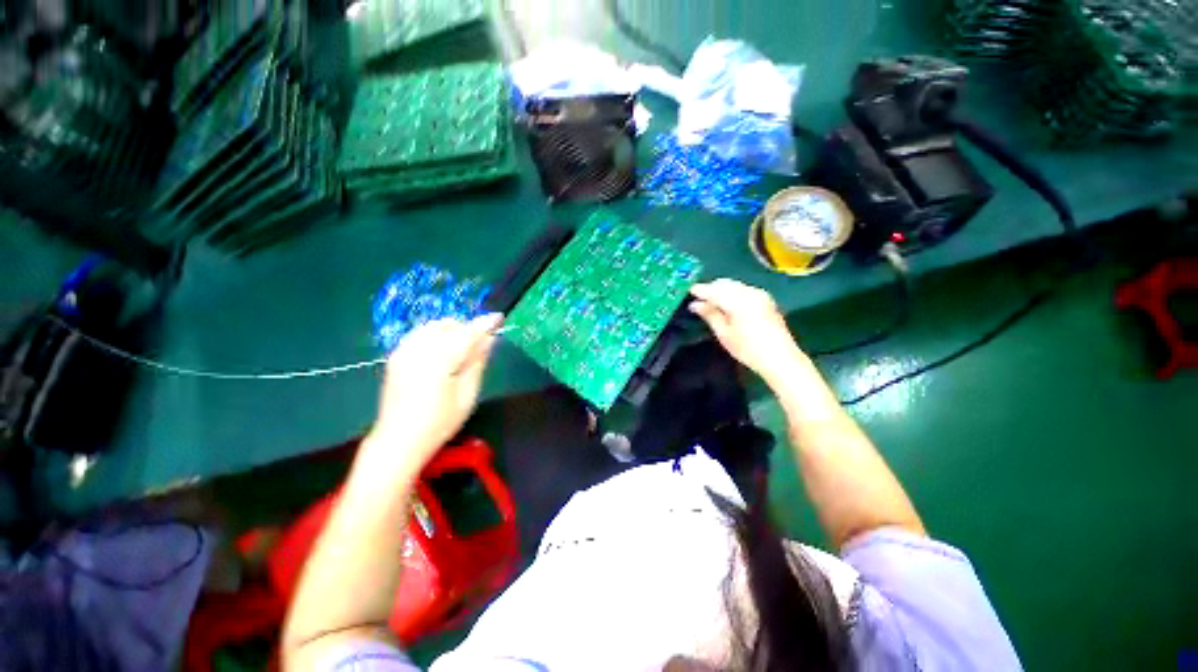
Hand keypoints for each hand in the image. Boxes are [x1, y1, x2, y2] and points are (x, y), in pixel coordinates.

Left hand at [366, 314, 502, 467]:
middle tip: (480, 345)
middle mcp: (418, 350)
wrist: (398, 440)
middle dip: (467, 329)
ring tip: (461, 350)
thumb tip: (488, 340)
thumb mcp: (467, 396)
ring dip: (452, 331)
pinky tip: (442, 352)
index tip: (499, 318)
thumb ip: (477, 363)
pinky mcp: (395, 356)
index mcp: (439, 362)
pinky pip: (420, 334)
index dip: (485, 324)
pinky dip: (436, 336)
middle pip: (449, 325)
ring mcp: (403, 352)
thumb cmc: (439, 423)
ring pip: (433, 326)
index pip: (467, 334)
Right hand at [689, 279, 804, 381]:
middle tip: (698, 299)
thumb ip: (710, 315)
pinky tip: (727, 304)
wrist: (780, 358)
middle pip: (725, 284)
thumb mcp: (724, 334)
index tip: (688, 291)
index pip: (714, 290)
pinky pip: (743, 289)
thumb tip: (695, 304)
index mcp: (738, 301)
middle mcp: (750, 293)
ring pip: (734, 285)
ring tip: (710, 303)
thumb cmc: (748, 349)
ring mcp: (759, 294)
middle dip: (710, 289)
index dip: (700, 290)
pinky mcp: (765, 299)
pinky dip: (732, 293)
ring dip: (721, 290)